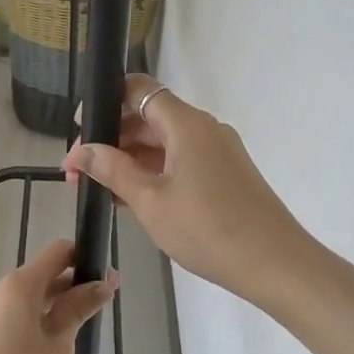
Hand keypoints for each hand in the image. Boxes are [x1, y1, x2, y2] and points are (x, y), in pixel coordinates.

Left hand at [0, 239, 117, 353]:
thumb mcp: (58, 345)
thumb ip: (78, 310)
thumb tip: (101, 284)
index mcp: (20, 285)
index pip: (58, 252)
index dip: (85, 260)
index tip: (106, 281)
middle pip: (42, 275)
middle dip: (72, 287)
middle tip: (99, 309)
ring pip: (27, 299)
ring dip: (53, 307)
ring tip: (75, 335)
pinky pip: (13, 316)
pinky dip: (34, 322)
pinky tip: (46, 350)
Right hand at [63, 74, 309, 303]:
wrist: (275, 264)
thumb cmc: (208, 229)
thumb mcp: (151, 201)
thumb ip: (113, 171)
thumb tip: (81, 151)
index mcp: (187, 124)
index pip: (139, 90)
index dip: (105, 100)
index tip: (78, 127)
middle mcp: (204, 129)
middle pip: (148, 118)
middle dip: (111, 139)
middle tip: (79, 170)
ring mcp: (217, 152)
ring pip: (163, 143)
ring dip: (129, 160)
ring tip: (96, 187)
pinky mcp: (225, 175)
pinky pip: (180, 162)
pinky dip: (153, 173)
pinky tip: (129, 198)